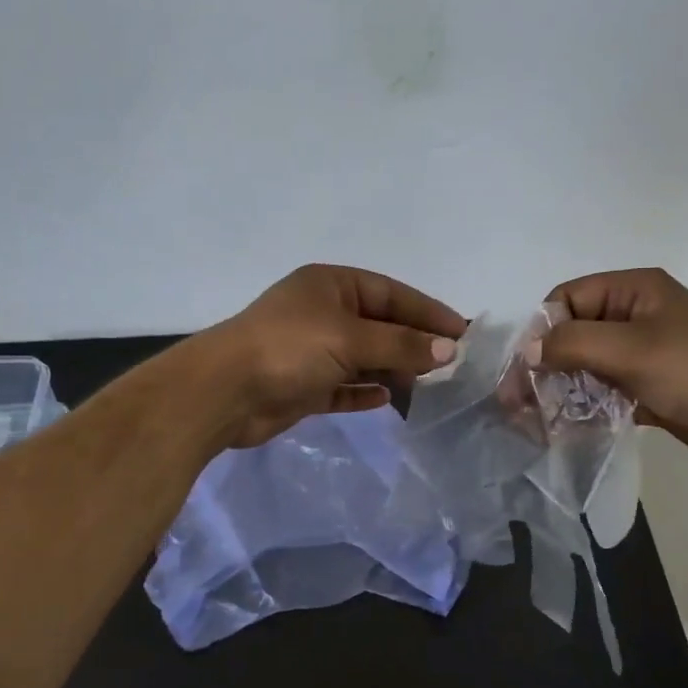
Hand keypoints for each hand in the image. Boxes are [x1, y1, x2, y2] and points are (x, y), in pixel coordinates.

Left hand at [205, 264, 466, 447]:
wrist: (224, 392)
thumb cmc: (290, 349)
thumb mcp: (350, 339)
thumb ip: (401, 345)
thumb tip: (448, 350)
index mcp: (331, 286)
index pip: (391, 294)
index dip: (427, 312)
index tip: (462, 332)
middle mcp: (322, 313)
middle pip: (379, 326)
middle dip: (412, 344)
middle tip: (450, 366)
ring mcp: (311, 351)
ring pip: (363, 359)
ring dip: (392, 371)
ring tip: (427, 388)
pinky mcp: (302, 385)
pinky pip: (343, 386)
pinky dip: (364, 392)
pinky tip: (388, 401)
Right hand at [535, 268, 687, 471]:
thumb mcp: (630, 350)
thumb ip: (572, 344)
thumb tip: (530, 350)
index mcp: (635, 290)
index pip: (568, 298)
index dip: (543, 329)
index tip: (525, 368)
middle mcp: (636, 315)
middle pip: (574, 332)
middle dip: (545, 364)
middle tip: (517, 401)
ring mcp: (643, 352)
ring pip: (585, 363)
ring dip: (560, 388)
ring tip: (535, 419)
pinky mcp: (648, 385)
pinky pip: (603, 388)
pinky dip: (583, 404)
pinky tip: (564, 426)